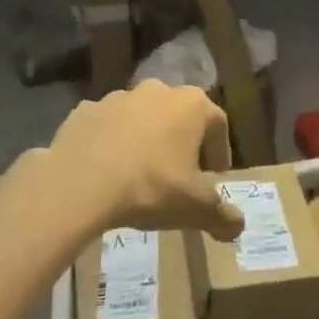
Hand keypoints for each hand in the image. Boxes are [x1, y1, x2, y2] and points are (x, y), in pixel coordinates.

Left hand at [45, 82, 243, 238]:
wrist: (80, 183)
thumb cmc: (151, 186)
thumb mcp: (196, 208)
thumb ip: (222, 216)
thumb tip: (238, 227)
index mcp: (191, 104)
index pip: (218, 123)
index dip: (220, 151)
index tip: (216, 176)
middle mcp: (157, 90)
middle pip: (178, 115)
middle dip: (182, 141)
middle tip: (180, 173)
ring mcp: (116, 97)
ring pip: (140, 117)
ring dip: (145, 139)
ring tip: (140, 173)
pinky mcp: (83, 111)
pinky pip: (105, 126)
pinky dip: (110, 142)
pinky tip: (106, 170)